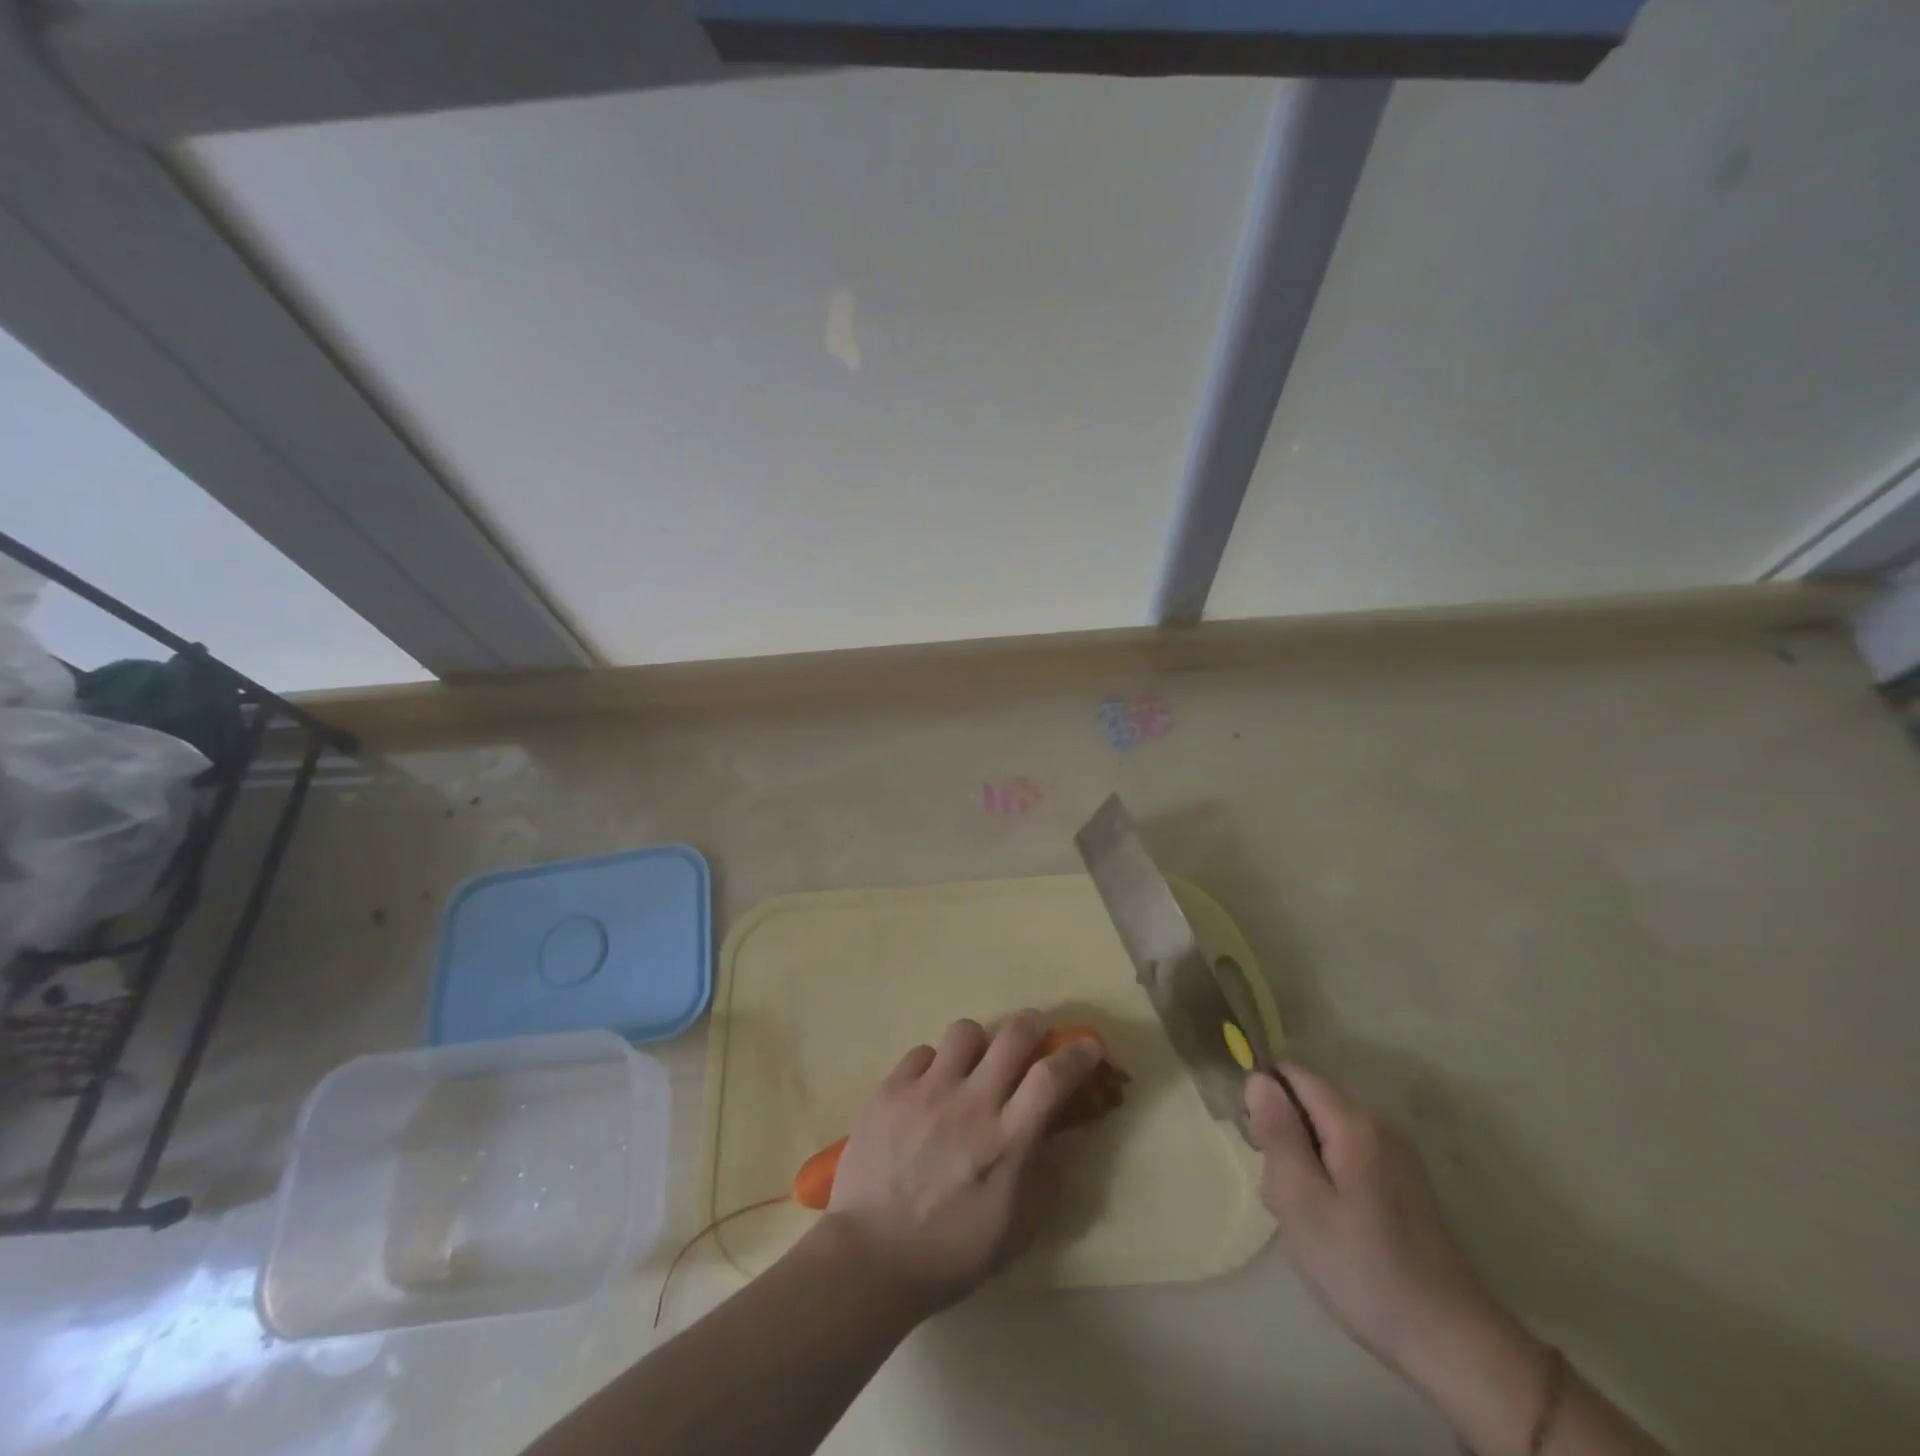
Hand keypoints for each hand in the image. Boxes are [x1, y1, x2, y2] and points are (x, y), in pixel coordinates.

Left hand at [825, 1013, 1105, 1314]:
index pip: (1052, 1078)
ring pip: (965, 1031)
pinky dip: (934, 1065)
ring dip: (979, 1044)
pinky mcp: (891, 1089)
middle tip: (1033, 1037)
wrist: (869, 1258)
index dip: (1077, 1054)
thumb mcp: (1015, 1231)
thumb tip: (1071, 1137)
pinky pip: (922, 1052)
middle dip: (1032, 1026)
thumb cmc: (949, 1254)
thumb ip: (1047, 1178)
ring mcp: (927, 1091)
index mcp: (1006, 1141)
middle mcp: (971, 1103)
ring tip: (973, 1065)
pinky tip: (930, 1090)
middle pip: (1013, 1035)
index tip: (1088, 1046)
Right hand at [1247, 1065, 1524, 1383]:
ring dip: (1303, 1167)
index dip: (1265, 1097)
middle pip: (1309, 1106)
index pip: (1294, 1074)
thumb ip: (1278, 1133)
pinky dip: (1328, 1184)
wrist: (1454, 1345)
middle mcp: (1379, 1127)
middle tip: (1282, 1198)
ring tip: (1306, 1222)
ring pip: (1325, 1137)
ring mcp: (1396, 1158)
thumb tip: (1258, 1078)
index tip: (1257, 1146)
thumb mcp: (1301, 1201)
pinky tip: (1332, 1230)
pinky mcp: (1404, 1187)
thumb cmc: (1364, 1269)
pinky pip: (1347, 1161)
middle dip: (1284, 1140)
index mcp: (1354, 1123)